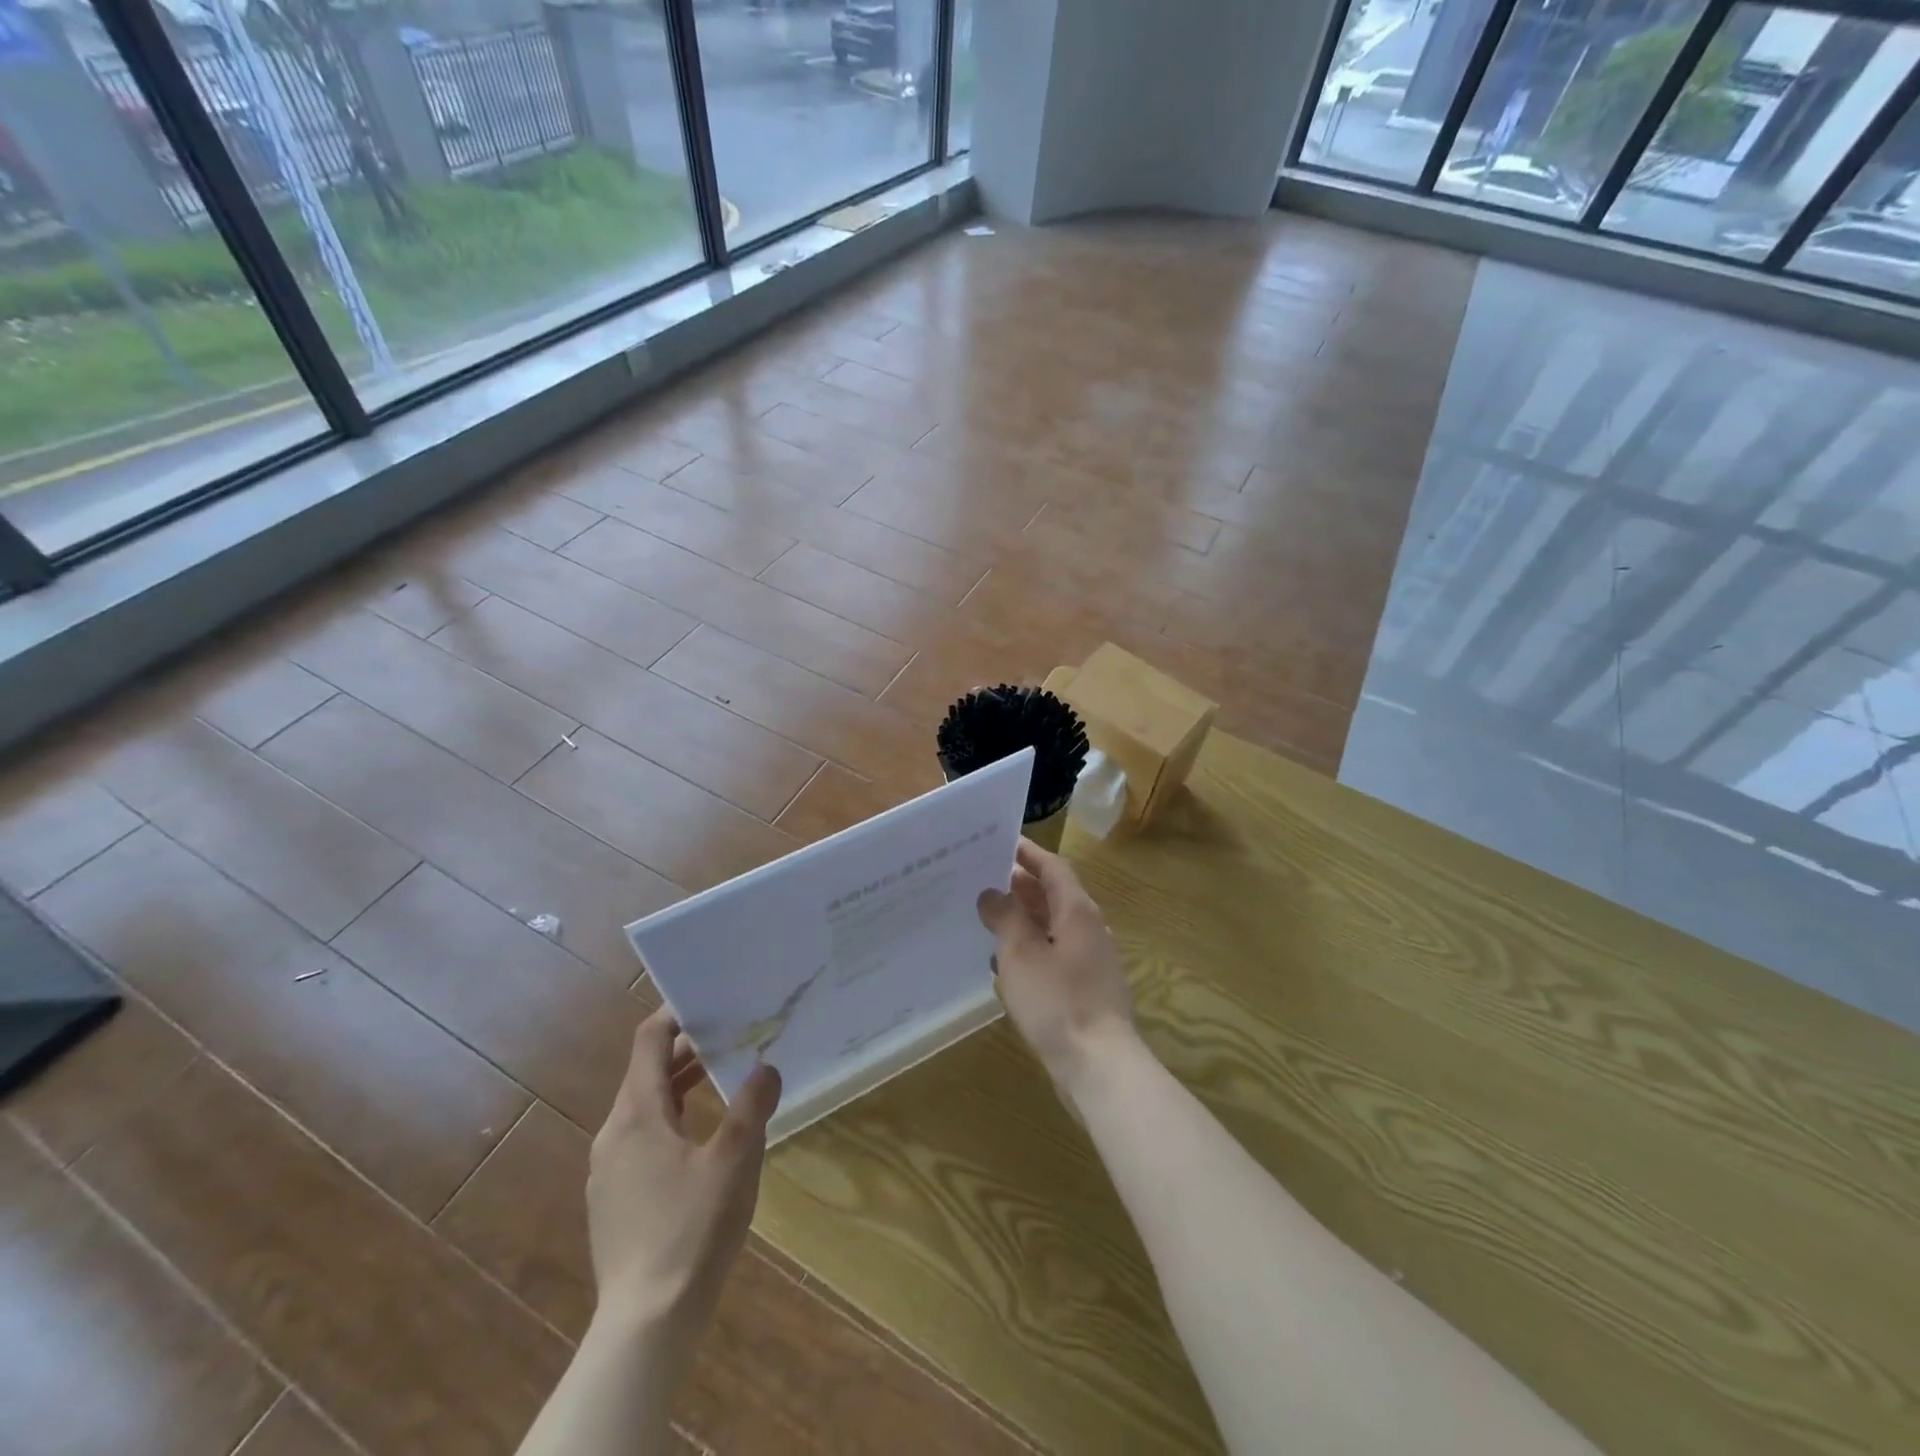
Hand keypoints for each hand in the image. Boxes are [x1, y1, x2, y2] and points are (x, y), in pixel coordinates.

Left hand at [586, 1009, 780, 1329]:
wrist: (647, 1323)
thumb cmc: (692, 1227)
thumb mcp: (735, 1159)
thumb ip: (751, 1105)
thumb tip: (766, 1066)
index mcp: (637, 1114)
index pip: (649, 1041)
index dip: (676, 1015)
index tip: (710, 1000)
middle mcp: (614, 1133)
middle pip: (646, 1072)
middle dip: (687, 1051)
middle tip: (731, 1037)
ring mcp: (608, 1170)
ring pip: (644, 1108)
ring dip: (681, 1087)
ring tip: (722, 1079)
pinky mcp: (613, 1199)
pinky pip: (641, 1139)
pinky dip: (670, 1120)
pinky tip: (702, 1140)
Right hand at [977, 839, 1135, 1090]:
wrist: (1099, 1065)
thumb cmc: (1057, 1001)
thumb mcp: (1021, 953)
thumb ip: (1005, 917)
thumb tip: (992, 893)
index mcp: (1077, 911)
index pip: (1053, 868)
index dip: (1028, 853)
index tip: (1000, 842)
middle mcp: (1088, 927)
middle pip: (1054, 895)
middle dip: (1021, 885)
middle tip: (982, 878)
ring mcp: (1091, 958)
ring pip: (1053, 925)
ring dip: (1024, 918)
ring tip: (987, 916)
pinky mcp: (1086, 986)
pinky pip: (1055, 953)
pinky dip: (1031, 948)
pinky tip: (1006, 963)